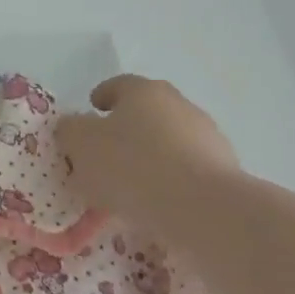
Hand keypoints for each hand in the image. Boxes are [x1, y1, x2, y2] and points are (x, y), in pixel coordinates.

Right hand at [57, 75, 241, 243]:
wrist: (201, 207)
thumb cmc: (131, 166)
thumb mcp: (81, 145)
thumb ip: (70, 130)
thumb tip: (74, 127)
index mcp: (144, 91)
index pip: (118, 85)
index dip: (100, 97)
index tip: (90, 111)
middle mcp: (179, 105)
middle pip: (145, 113)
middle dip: (124, 130)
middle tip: (102, 155)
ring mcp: (207, 137)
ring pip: (167, 143)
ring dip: (149, 157)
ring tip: (127, 188)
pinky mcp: (223, 171)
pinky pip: (185, 171)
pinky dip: (169, 181)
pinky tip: (154, 204)